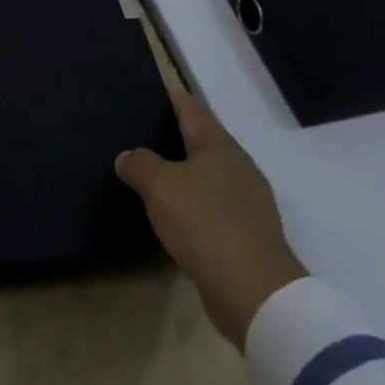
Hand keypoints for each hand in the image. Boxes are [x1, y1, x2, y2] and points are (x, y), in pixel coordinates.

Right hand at [115, 88, 306, 349]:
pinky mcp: (248, 234)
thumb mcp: (160, 188)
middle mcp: (238, 166)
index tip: (151, 88)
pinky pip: (214, 205)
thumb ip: (140, 165)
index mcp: (219, 145)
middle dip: (176, 133)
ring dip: (185, 171)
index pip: (191, 107)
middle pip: (203, 139)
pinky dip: (194, 202)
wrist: (258, 296)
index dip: (172, 96)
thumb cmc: (206, 226)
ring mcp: (248, 202)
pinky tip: (176, 212)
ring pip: (209, 173)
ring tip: (154, 170)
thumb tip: (127, 157)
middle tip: (143, 129)